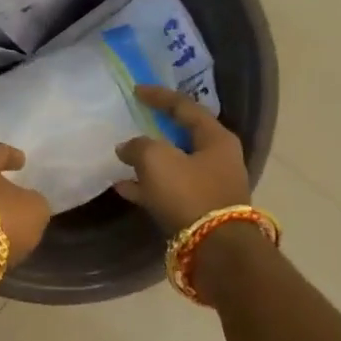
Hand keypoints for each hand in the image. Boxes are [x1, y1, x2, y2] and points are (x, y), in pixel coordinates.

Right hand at [114, 85, 250, 233]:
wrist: (215, 249)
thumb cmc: (189, 194)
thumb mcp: (157, 160)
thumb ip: (138, 146)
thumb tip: (128, 147)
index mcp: (216, 138)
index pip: (185, 107)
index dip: (159, 96)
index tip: (137, 90)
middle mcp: (218, 158)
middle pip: (182, 136)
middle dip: (156, 129)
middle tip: (135, 120)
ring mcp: (210, 186)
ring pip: (174, 165)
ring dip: (149, 161)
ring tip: (122, 158)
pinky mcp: (200, 210)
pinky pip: (169, 190)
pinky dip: (147, 186)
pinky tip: (123, 187)